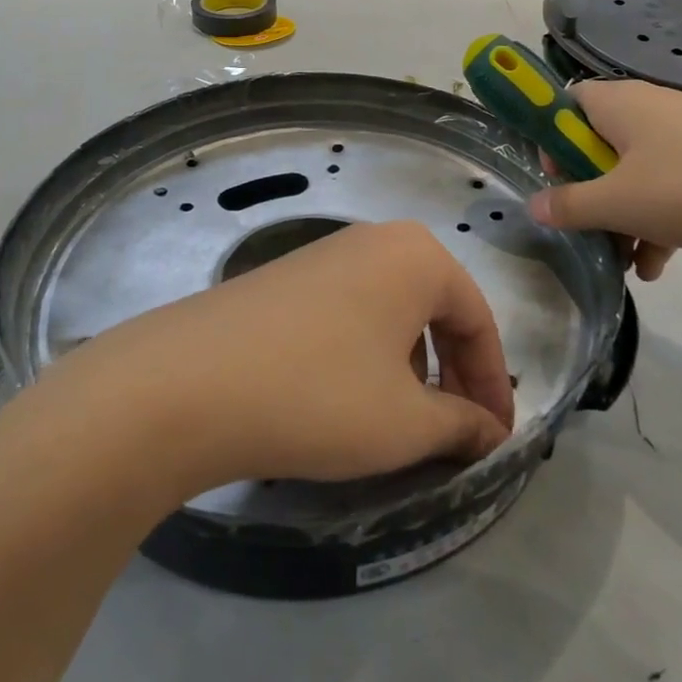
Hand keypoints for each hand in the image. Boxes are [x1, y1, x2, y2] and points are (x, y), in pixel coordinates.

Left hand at [62, 221, 514, 496]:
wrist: (185, 384)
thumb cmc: (320, 395)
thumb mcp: (405, 422)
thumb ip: (461, 425)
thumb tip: (490, 434)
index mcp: (418, 256)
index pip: (478, 321)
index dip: (493, 386)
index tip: (496, 441)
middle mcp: (374, 240)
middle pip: (435, 310)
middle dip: (452, 374)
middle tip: (455, 433)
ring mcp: (322, 254)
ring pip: (390, 312)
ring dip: (409, 365)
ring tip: (399, 419)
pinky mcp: (283, 278)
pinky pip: (348, 312)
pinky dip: (365, 354)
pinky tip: (343, 397)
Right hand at [528, 79, 681, 272]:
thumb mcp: (619, 202)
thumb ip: (570, 205)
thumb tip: (534, 206)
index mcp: (619, 104)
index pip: (567, 104)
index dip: (553, 140)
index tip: (556, 180)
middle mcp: (650, 109)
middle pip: (600, 146)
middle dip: (592, 194)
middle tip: (590, 228)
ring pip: (637, 173)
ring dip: (625, 217)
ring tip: (627, 263)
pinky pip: (673, 185)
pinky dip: (661, 219)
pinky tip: (660, 265)